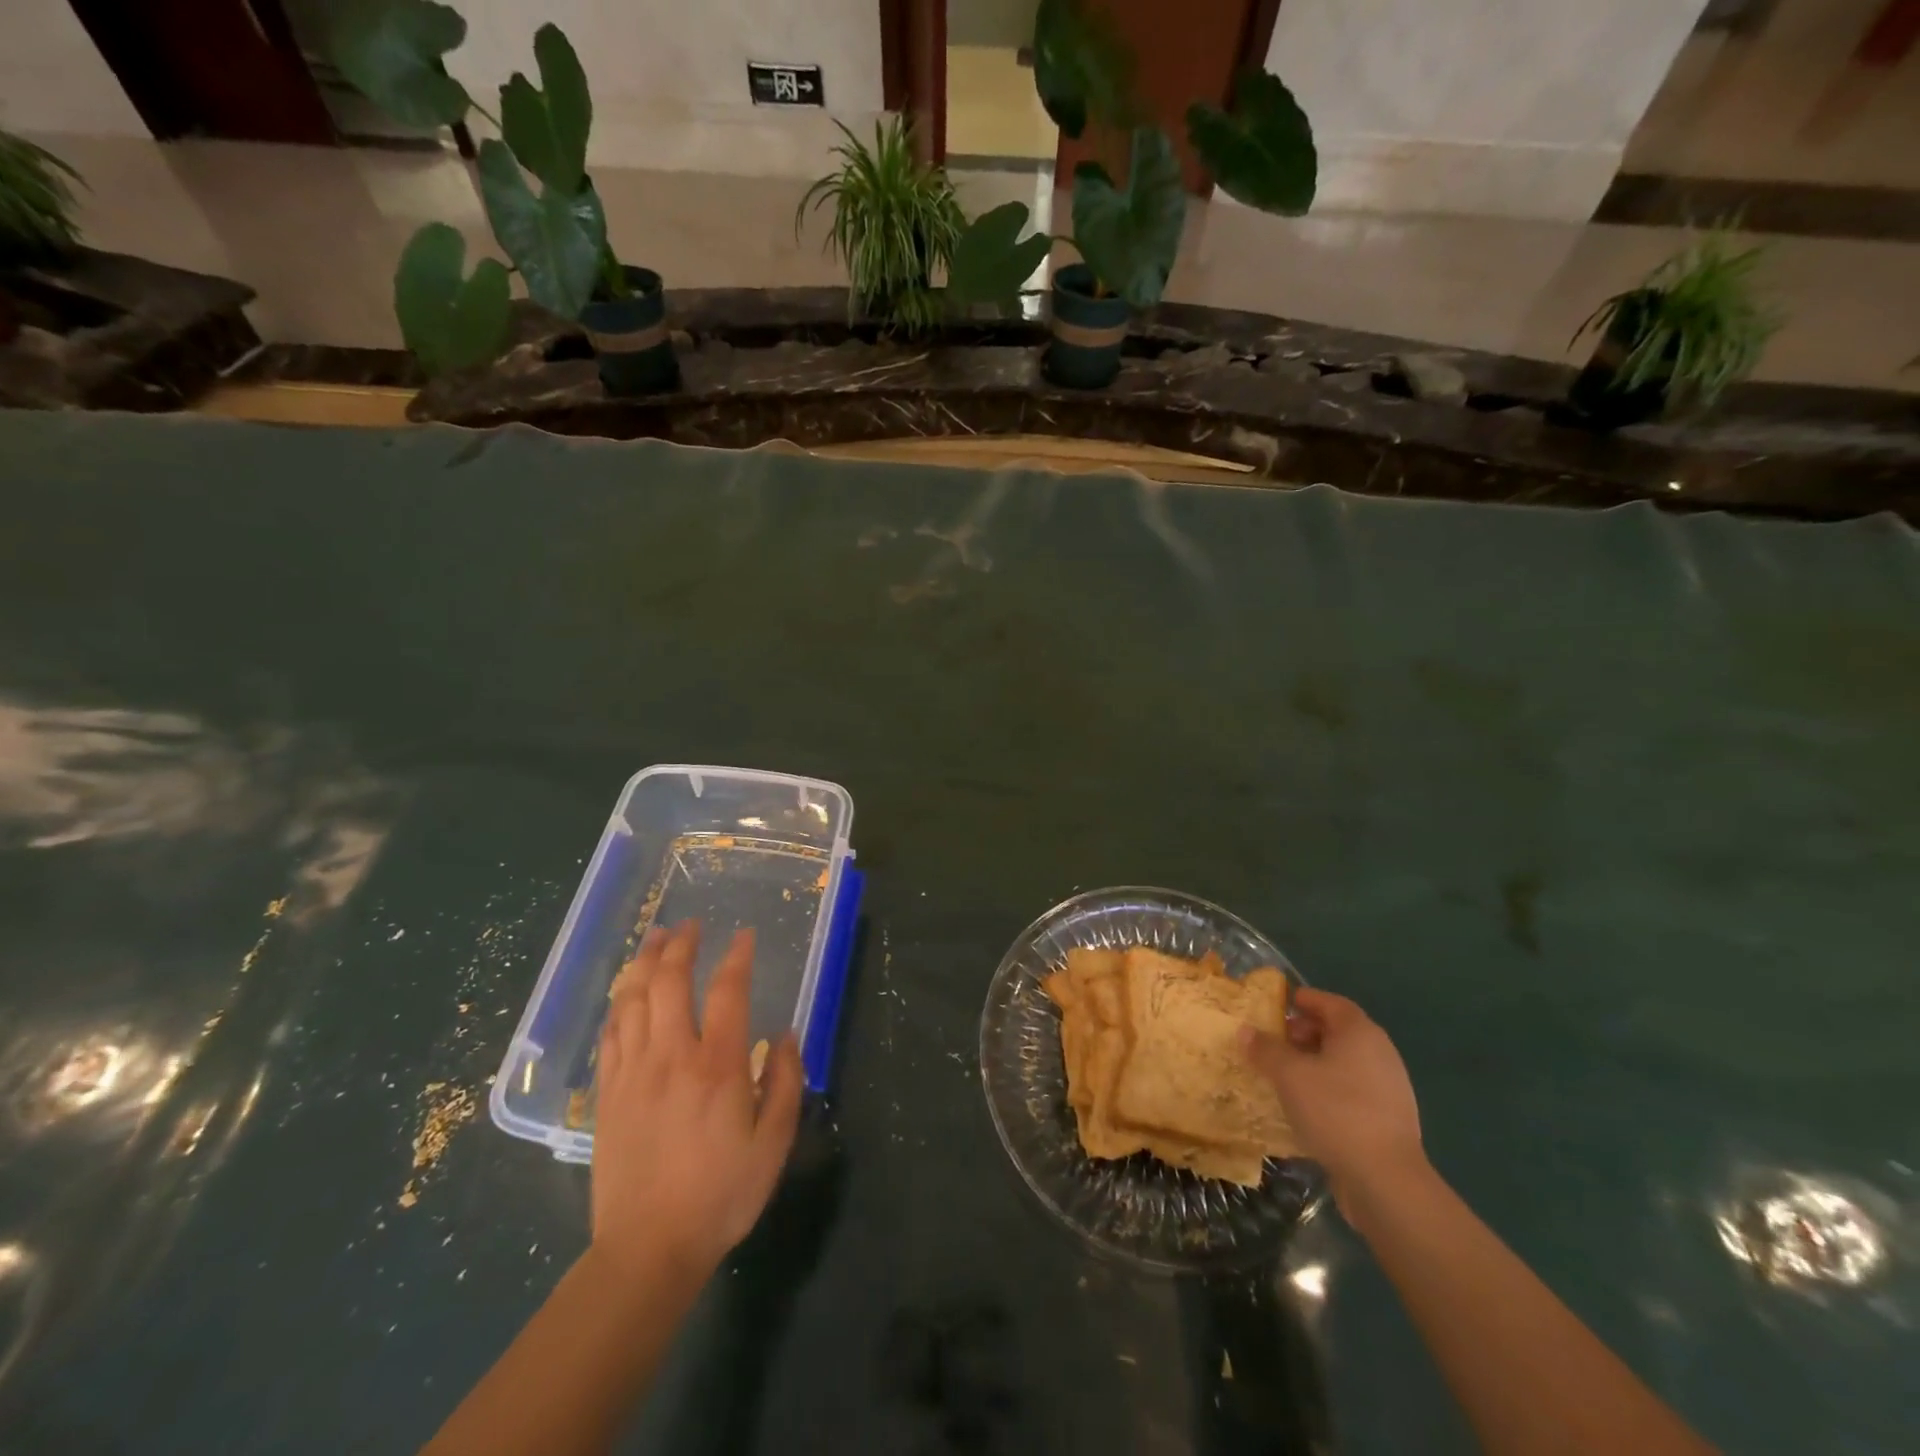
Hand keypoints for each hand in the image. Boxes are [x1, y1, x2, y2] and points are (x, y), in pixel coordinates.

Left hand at [591, 921, 802, 1284]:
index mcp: (717, 1066)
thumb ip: (786, 1083)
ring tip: (655, 939)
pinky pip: (610, 1033)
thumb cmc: (721, 1196)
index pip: (727, 991)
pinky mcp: (607, 1093)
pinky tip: (625, 993)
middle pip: (669, 982)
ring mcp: (633, 1072)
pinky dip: (619, 1003)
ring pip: (632, 999)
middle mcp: (672, 1056)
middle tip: (691, 925)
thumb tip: (788, 1035)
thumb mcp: (773, 1144)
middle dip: (681, 945)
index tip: (744, 936)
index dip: (737, 957)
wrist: (647, 1250)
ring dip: (644, 962)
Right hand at [1242, 987, 1425, 1214]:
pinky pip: (1352, 1090)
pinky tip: (1306, 1106)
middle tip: (1275, 1042)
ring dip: (1315, 1063)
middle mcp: (1379, 1052)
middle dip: (1304, 1033)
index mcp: (1359, 1032)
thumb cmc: (1335, 1111)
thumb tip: (1246, 1030)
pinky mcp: (1388, 1118)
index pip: (1329, 1002)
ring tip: (1284, 1075)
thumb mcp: (1289, 1075)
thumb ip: (1265, 1049)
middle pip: (1337, 1031)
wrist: (1386, 1180)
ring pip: (1344, 1063)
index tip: (1278, 1006)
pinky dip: (1328, 1089)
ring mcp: (1388, 1087)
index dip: (1303, 1000)